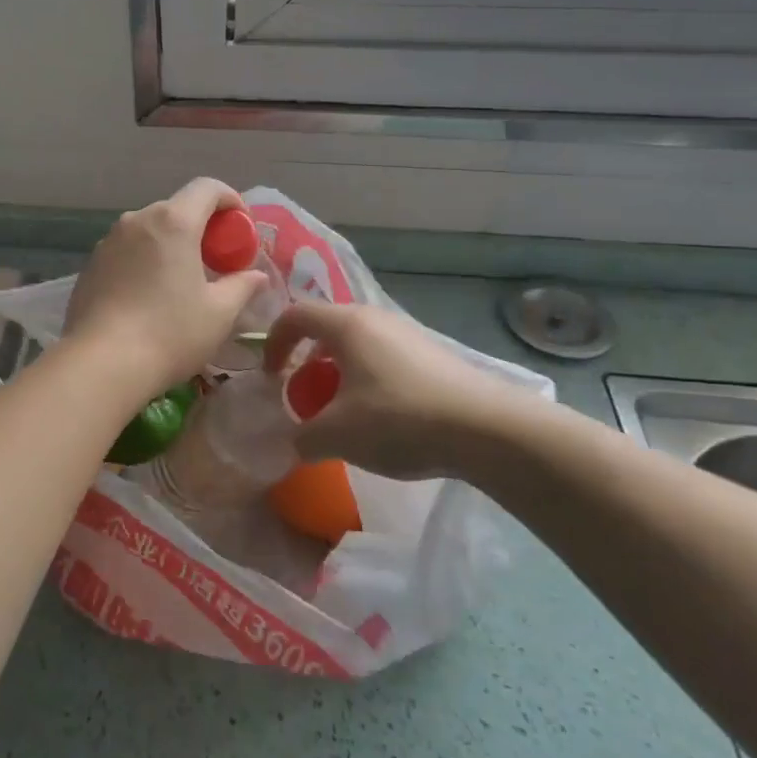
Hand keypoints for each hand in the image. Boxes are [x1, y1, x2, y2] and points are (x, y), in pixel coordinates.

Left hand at [64, 179, 270, 400]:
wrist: (101, 363)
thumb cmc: (170, 333)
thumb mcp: (219, 313)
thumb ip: (242, 286)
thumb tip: (256, 276)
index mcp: (173, 222)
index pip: (207, 188)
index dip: (230, 200)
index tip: (241, 228)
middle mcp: (137, 220)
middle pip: (176, 208)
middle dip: (201, 227)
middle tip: (215, 260)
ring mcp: (108, 241)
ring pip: (148, 230)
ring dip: (170, 244)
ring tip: (180, 280)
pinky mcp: (90, 265)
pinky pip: (126, 251)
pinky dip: (143, 261)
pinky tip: (147, 297)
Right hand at [263, 301, 551, 483]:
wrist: (487, 429)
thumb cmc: (399, 419)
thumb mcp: (337, 435)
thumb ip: (303, 436)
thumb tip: (296, 442)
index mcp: (346, 325)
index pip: (294, 315)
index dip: (273, 342)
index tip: (270, 377)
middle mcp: (375, 319)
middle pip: (327, 329)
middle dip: (307, 362)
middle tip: (304, 396)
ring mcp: (408, 334)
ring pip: (358, 344)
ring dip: (338, 373)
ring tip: (342, 411)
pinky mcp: (433, 354)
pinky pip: (384, 358)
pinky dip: (368, 379)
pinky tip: (382, 418)